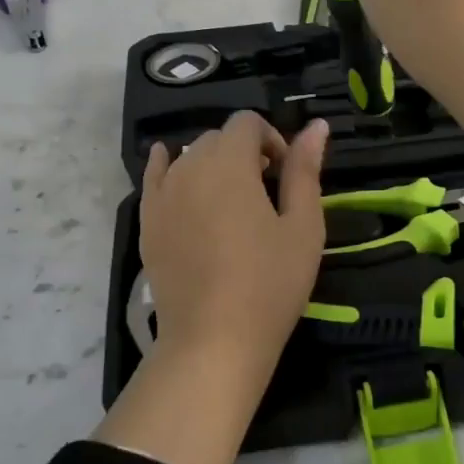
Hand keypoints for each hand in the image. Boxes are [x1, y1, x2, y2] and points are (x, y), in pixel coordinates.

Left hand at [140, 111, 327, 363]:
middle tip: (265, 192)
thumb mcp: (303, 226)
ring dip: (213, 165)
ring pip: (188, 158)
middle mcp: (189, 167)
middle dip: (244, 152)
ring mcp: (162, 195)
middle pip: (217, 138)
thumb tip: (317, 126)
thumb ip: (305, 171)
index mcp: (230, 163)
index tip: (285, 174)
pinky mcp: (147, 221)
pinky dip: (166, 166)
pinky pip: (154, 177)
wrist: (214, 340)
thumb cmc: (270, 284)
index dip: (271, 139)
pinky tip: (172, 166)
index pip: (246, 122)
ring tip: (231, 203)